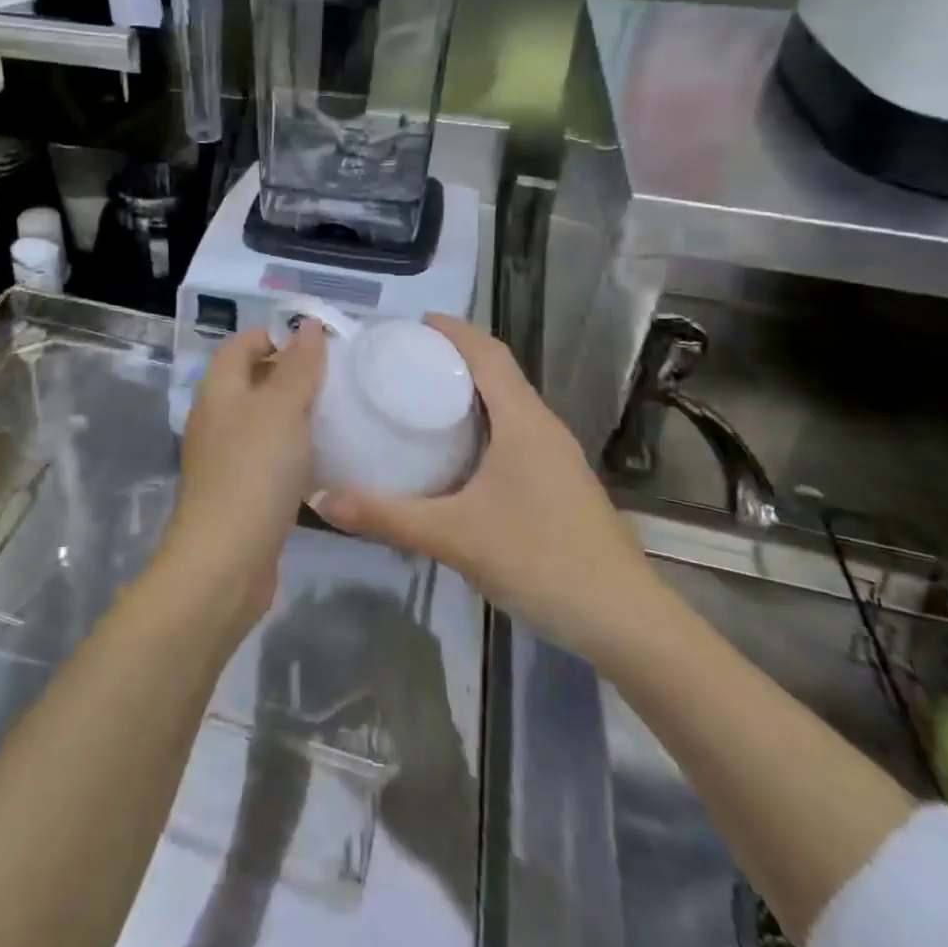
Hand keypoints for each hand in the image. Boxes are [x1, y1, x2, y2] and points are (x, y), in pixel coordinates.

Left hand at [159, 322, 327, 626]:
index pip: (244, 342)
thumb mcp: (282, 408)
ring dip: (295, 414)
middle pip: (254, 379)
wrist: (226, 560)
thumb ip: (298, 365)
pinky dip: (292, 449)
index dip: (279, 335)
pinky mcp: (239, 489)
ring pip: (263, 419)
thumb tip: (308, 326)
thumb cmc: (255, 470)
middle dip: (293, 374)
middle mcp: (217, 416)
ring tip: (338, 414)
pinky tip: (321, 459)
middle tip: (338, 379)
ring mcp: (225, 455)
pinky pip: (268, 455)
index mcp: (219, 387)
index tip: (323, 346)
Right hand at [311, 314, 660, 659]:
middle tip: (402, 362)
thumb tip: (321, 499)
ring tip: (420, 399)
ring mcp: (557, 456)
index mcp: (523, 421)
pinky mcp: (560, 482)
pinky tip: (456, 454)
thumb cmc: (542, 561)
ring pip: (509, 404)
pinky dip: (483, 423)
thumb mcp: (455, 537)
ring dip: (470, 391)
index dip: (453, 330)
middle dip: (454, 357)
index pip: (488, 353)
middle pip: (498, 372)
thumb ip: (387, 517)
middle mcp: (543, 427)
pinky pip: (515, 432)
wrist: (626, 621)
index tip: (411, 325)